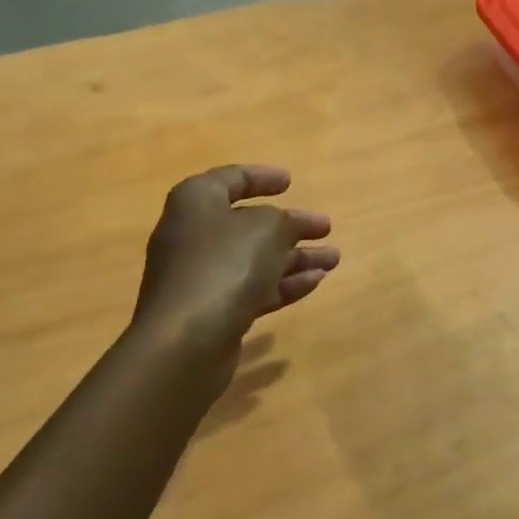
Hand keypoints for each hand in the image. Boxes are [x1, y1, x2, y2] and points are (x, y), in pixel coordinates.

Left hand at [131, 166, 338, 361]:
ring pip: (254, 259)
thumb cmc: (225, 265)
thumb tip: (285, 228)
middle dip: (290, 226)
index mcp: (197, 202)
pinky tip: (315, 283)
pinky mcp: (210, 312)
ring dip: (294, 257)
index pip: (231, 179)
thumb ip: (284, 221)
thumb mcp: (267, 228)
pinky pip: (252, 289)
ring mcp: (200, 276)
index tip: (290, 182)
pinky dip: (282, 284)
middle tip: (324, 227)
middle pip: (247, 223)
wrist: (185, 341)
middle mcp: (193, 235)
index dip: (262, 177)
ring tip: (334, 259)